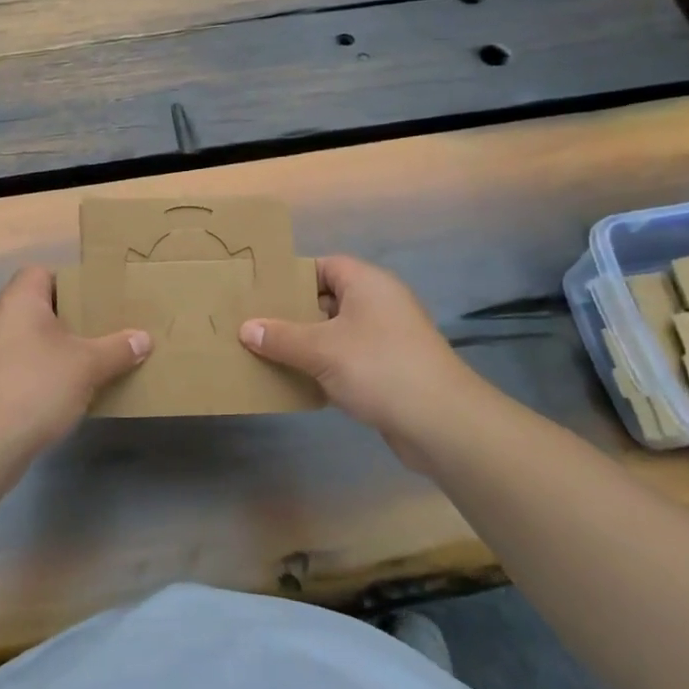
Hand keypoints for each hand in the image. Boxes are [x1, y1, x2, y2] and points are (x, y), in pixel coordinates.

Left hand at [0, 267, 150, 454]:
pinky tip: (61, 394)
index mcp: (18, 300)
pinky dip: (37, 374)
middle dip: (67, 320)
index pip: (40, 273)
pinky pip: (16, 367)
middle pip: (34, 307)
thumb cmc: (37, 385)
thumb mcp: (88, 365)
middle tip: (99, 332)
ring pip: (25, 340)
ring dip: (51, 350)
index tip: (95, 301)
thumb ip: (117, 349)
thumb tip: (144, 338)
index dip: (68, 282)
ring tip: (85, 364)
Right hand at [239, 255, 486, 470]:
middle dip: (293, 313)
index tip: (261, 292)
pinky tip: (298, 381)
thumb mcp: (321, 350)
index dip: (293, 277)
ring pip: (337, 332)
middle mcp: (380, 304)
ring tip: (268, 353)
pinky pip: (348, 359)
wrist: (442, 422)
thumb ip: (281, 337)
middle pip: (328, 299)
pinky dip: (325, 367)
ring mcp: (388, 338)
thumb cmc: (379, 368)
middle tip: (256, 324)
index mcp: (368, 284)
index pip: (325, 266)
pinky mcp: (390, 369)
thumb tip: (247, 328)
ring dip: (307, 343)